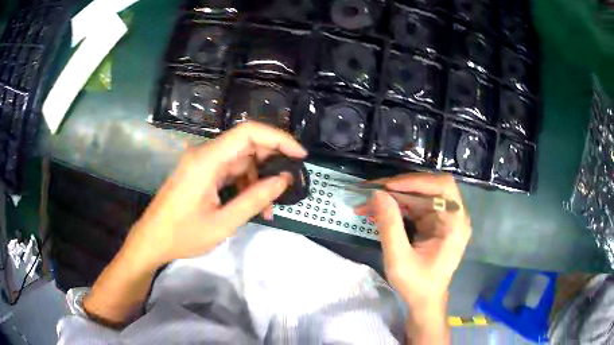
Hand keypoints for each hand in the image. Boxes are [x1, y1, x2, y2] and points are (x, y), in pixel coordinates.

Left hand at [127, 122, 306, 270]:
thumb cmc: (182, 235)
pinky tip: (253, 204)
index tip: (300, 155)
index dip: (278, 138)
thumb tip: (284, 181)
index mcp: (207, 160)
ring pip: (240, 159)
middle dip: (272, 161)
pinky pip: (229, 171)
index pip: (248, 132)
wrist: (151, 240)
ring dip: (258, 179)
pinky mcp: (201, 173)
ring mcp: (202, 163)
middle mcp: (204, 154)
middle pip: (246, 144)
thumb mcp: (223, 223)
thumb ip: (254, 200)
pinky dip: (244, 184)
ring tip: (270, 206)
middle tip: (290, 182)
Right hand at [354, 173, 470, 309]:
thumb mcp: (399, 259)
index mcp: (455, 224)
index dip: (416, 181)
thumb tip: (378, 194)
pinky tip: (376, 212)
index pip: (442, 187)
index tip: (388, 186)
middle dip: (399, 188)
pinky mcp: (433, 222)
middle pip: (429, 187)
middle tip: (371, 191)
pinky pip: (414, 206)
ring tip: (367, 204)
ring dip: (393, 197)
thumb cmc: (417, 284)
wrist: (425, 300)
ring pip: (418, 195)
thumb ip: (390, 226)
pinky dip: (395, 206)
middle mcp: (453, 216)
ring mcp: (443, 218)